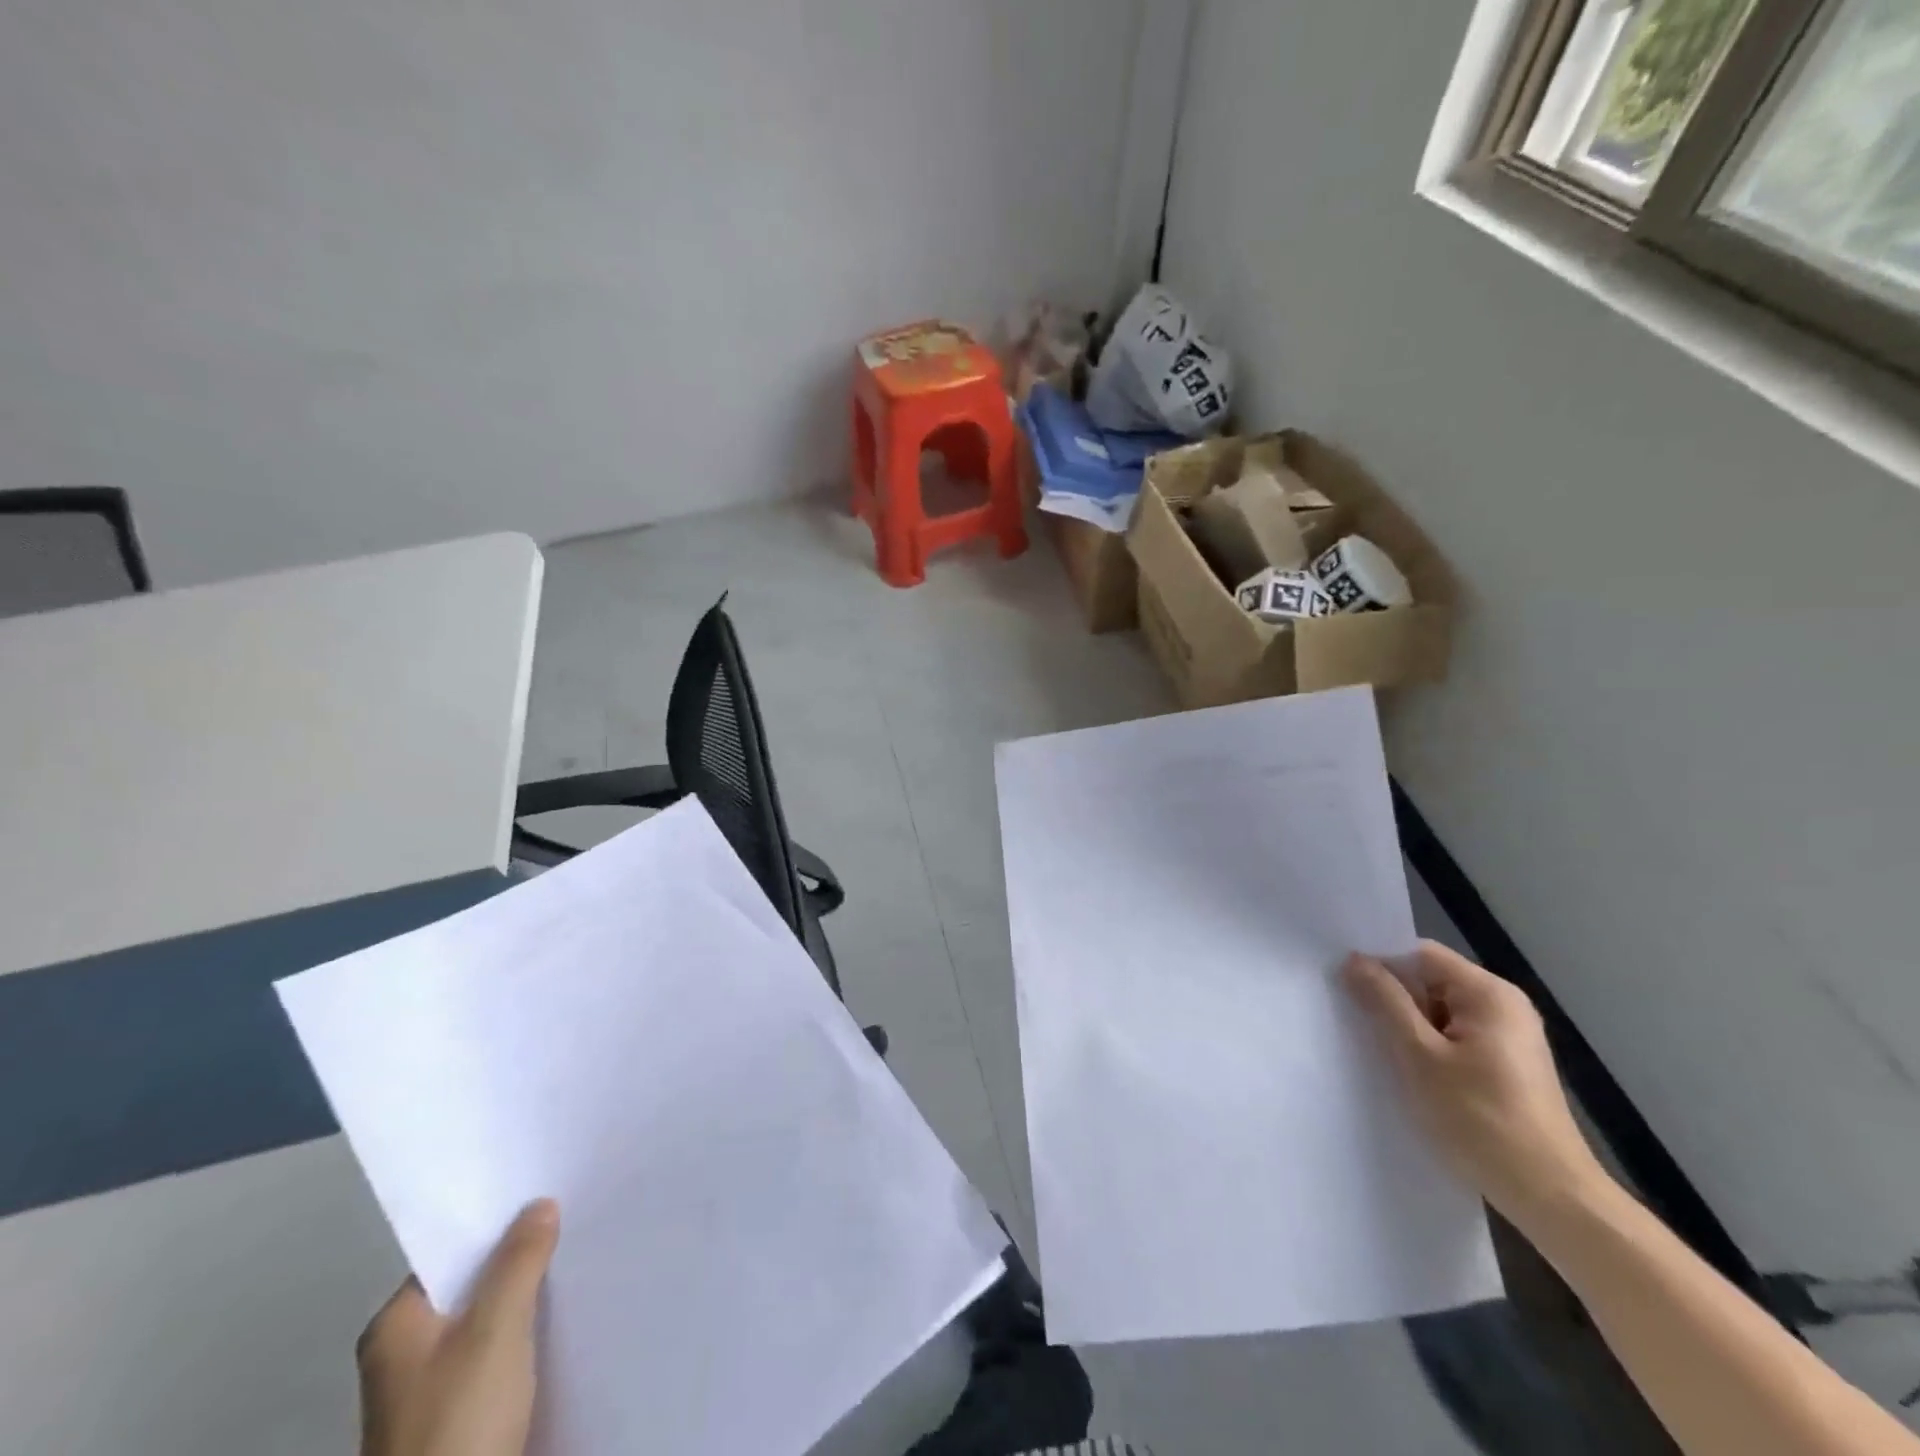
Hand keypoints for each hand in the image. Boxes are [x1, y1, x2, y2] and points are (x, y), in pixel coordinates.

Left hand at [358, 1200, 560, 1455]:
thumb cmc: (459, 1418)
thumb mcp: (496, 1327)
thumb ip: (519, 1261)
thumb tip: (538, 1205)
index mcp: (394, 1328)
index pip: (450, 1253)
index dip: (496, 1224)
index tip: (544, 1196)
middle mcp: (402, 1355)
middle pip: (470, 1285)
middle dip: (517, 1258)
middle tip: (569, 1221)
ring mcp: (428, 1391)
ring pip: (485, 1320)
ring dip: (524, 1297)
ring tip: (573, 1260)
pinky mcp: (456, 1417)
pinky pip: (494, 1354)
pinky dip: (523, 1334)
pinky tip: (558, 1319)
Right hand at [1346, 943, 1604, 1225]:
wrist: (1551, 1198)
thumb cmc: (1481, 1120)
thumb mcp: (1419, 1056)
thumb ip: (1385, 1002)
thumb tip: (1355, 959)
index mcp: (1488, 993)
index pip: (1420, 954)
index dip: (1380, 964)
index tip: (1344, 983)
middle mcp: (1504, 1006)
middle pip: (1430, 981)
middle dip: (1392, 998)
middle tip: (1353, 1019)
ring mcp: (1509, 1037)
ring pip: (1439, 1012)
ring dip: (1408, 1027)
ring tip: (1377, 1049)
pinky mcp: (1507, 1066)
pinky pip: (1454, 1038)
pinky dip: (1428, 1047)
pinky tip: (1409, 1072)